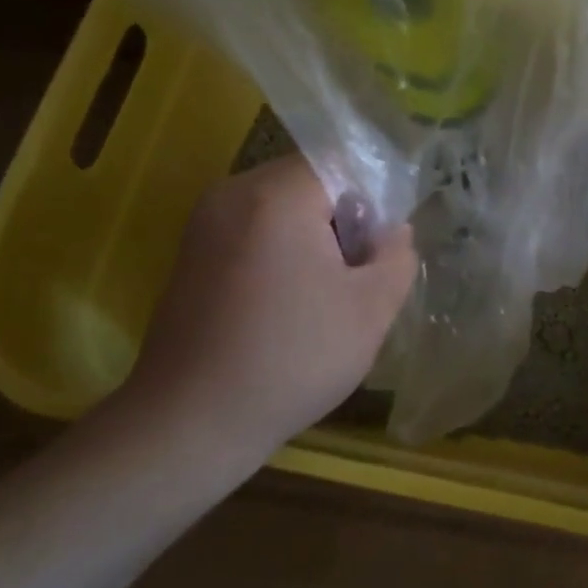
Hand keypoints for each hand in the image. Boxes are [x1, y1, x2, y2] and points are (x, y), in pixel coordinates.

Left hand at [121, 155, 415, 472]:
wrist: (189, 425)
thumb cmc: (291, 359)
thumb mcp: (371, 310)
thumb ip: (398, 256)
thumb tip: (392, 231)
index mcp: (276, 195)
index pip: (344, 162)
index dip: (375, 200)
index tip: (381, 249)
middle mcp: (233, 193)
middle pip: (311, 180)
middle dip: (344, 217)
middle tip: (357, 274)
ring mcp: (205, 222)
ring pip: (283, 205)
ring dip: (314, 235)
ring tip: (324, 292)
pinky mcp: (191, 252)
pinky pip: (254, 227)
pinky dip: (281, 249)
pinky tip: (287, 302)